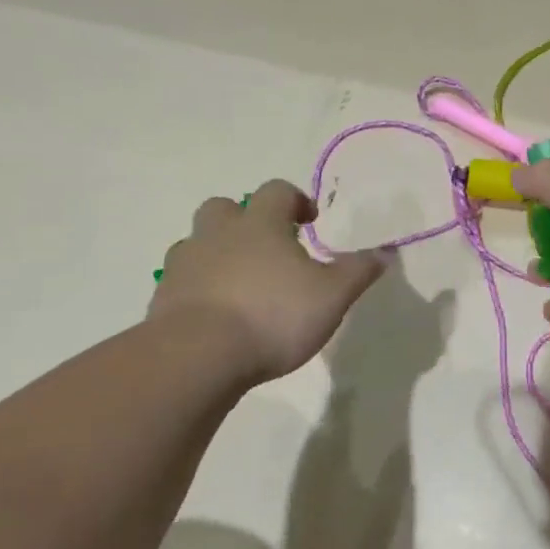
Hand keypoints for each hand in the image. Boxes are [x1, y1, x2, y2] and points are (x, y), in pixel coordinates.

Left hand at [149, 181, 392, 381]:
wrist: (198, 356)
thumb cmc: (274, 316)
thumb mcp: (332, 296)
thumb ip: (358, 271)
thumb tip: (386, 252)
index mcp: (261, 225)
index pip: (277, 191)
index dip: (296, 200)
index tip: (310, 221)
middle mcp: (218, 235)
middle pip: (225, 207)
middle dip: (245, 219)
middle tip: (267, 246)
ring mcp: (185, 265)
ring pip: (197, 243)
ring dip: (217, 252)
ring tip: (240, 282)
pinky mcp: (163, 298)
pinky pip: (182, 281)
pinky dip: (199, 288)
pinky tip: (217, 313)